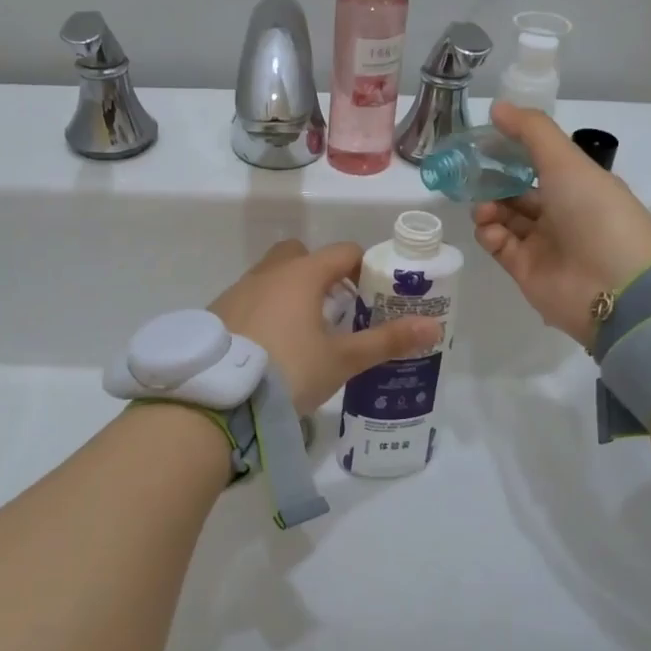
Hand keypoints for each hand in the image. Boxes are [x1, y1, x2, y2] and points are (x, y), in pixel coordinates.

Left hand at [210, 241, 441, 412]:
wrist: (217, 398)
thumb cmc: (288, 370)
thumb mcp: (341, 360)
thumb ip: (386, 341)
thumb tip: (433, 327)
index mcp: (302, 275)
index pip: (343, 252)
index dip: (364, 267)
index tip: (373, 295)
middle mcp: (268, 273)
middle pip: (300, 255)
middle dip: (321, 273)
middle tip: (335, 308)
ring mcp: (238, 290)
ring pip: (271, 276)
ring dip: (290, 292)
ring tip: (303, 332)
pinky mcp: (217, 312)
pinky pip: (249, 298)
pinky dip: (264, 310)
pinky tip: (269, 346)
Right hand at [472, 102, 650, 347]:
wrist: (616, 288)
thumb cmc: (595, 214)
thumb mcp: (566, 162)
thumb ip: (531, 132)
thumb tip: (496, 107)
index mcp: (579, 186)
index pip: (540, 164)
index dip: (512, 152)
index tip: (484, 142)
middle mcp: (562, 214)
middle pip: (518, 192)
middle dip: (493, 182)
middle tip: (471, 174)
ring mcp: (544, 244)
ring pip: (505, 218)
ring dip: (488, 207)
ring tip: (483, 207)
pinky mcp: (525, 271)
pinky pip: (499, 246)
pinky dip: (489, 233)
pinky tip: (489, 228)